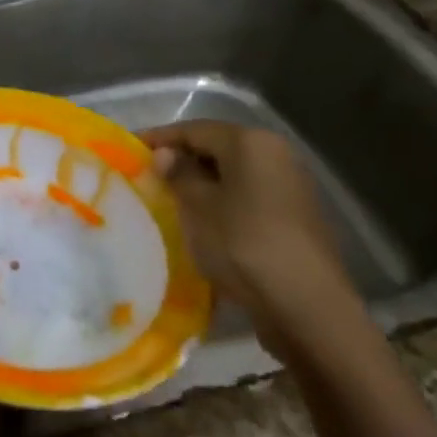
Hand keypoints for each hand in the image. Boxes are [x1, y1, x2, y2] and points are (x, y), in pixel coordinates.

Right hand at [141, 121, 361, 359]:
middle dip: (182, 158)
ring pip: (234, 173)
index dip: (159, 137)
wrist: (307, 307)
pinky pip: (249, 195)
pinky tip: (204, 220)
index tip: (130, 148)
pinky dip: (224, 200)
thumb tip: (166, 155)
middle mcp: (276, 154)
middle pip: (217, 147)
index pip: (194, 129)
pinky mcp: (296, 216)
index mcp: (251, 143)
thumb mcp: (197, 207)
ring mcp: (291, 185)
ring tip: (171, 198)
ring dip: (203, 181)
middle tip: (148, 174)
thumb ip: (178, 174)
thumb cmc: (243, 244)